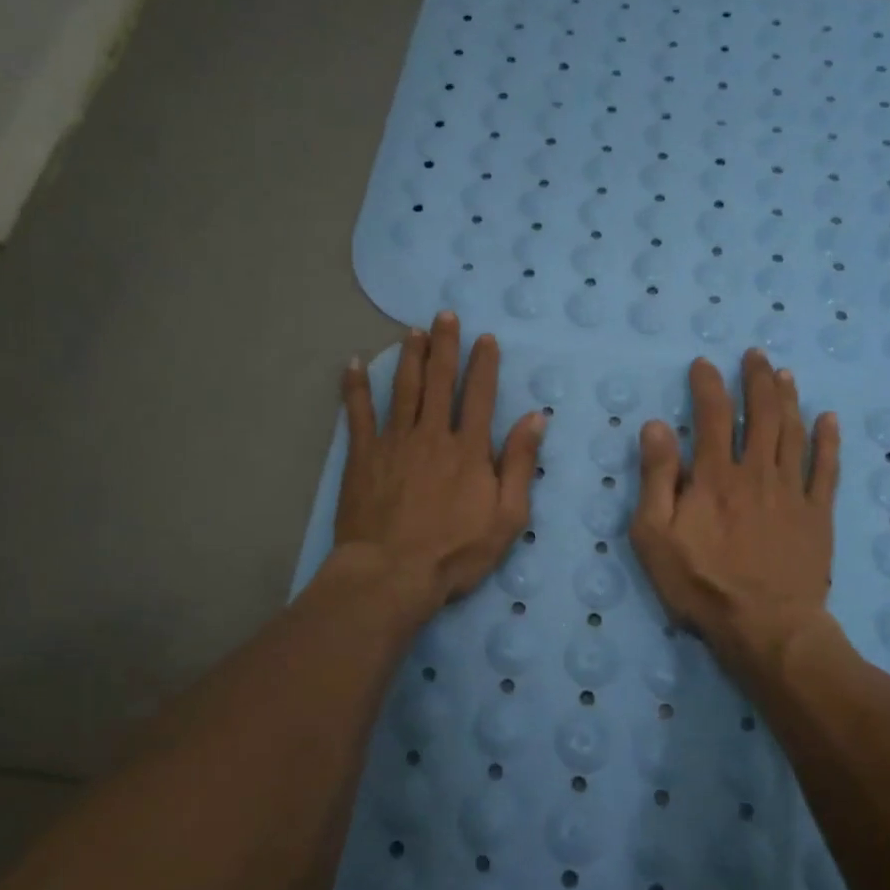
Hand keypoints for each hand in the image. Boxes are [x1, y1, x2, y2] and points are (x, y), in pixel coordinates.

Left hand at [332, 312, 544, 621]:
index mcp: (469, 448)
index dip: (483, 364)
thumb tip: (536, 418)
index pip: (479, 395)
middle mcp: (432, 434)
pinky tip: (354, 364)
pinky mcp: (363, 456)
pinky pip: (358, 414)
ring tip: (412, 331)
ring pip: (403, 389)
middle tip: (444, 315)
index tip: (484, 338)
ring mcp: (394, 442)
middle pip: (439, 381)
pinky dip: (356, 387)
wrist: (392, 573)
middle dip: (444, 346)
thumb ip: (521, 464)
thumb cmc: (456, 551)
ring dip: (409, 357)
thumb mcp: (508, 516)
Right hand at [629, 350, 840, 676]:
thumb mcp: (655, 535)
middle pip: (761, 414)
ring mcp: (793, 491)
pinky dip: (828, 441)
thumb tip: (655, 427)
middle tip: (756, 355)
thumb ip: (656, 478)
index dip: (708, 385)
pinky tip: (828, 418)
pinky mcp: (818, 514)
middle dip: (757, 380)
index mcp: (715, 476)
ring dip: (789, 399)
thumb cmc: (701, 583)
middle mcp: (757, 472)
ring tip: (785, 374)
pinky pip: (827, 469)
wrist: (765, 626)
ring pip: (793, 432)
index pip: (711, 416)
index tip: (704, 364)